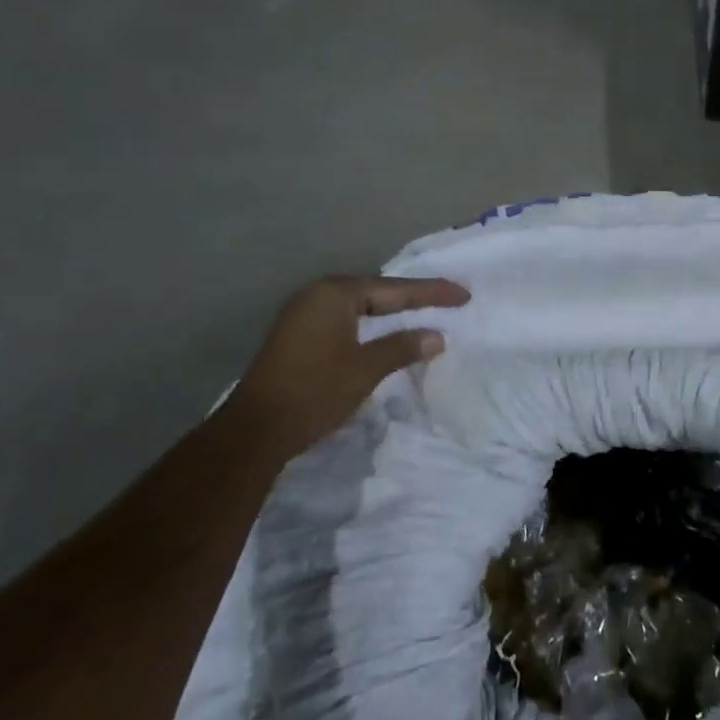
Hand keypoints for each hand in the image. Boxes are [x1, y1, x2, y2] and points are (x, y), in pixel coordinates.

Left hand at [234, 274, 470, 451]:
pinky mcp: (296, 333)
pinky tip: (384, 331)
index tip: (464, 295)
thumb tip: (437, 336)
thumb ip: (403, 347)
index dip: (431, 293)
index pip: (394, 289)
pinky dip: (370, 323)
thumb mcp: (365, 369)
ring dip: (390, 310)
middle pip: (376, 291)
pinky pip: (344, 318)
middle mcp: (317, 294)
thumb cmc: (314, 392)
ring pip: (359, 305)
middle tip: (447, 301)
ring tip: (423, 311)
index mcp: (335, 294)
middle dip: (412, 297)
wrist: (255, 430)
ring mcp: (303, 313)